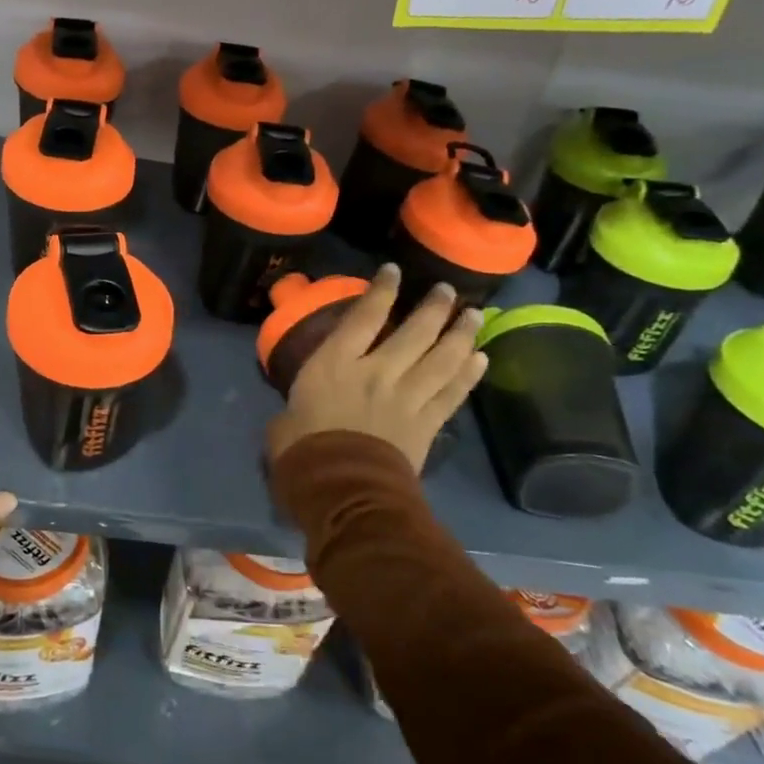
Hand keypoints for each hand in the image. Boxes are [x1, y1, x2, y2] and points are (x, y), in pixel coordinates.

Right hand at [266, 264, 486, 474]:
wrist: (343, 491)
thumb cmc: (302, 454)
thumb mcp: (283, 423)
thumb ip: (294, 411)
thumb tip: (293, 416)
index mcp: (336, 365)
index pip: (363, 317)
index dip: (381, 291)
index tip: (394, 271)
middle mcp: (377, 372)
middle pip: (414, 332)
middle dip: (433, 308)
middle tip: (447, 291)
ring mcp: (407, 397)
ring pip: (442, 358)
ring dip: (460, 334)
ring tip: (474, 315)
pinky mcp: (427, 423)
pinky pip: (453, 392)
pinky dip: (469, 374)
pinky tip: (480, 358)